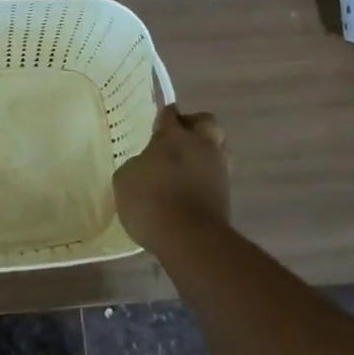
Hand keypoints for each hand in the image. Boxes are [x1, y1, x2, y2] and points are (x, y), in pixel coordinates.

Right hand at [112, 74, 230, 249]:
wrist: (189, 240)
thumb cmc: (151, 201)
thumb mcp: (126, 179)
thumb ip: (137, 164)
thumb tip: (146, 165)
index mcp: (175, 135)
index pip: (170, 114)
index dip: (164, 117)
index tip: (157, 124)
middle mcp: (201, 145)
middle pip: (206, 123)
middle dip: (194, 127)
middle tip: (178, 140)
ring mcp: (218, 171)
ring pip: (216, 150)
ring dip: (203, 155)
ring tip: (183, 170)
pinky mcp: (227, 197)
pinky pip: (216, 177)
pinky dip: (205, 180)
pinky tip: (189, 191)